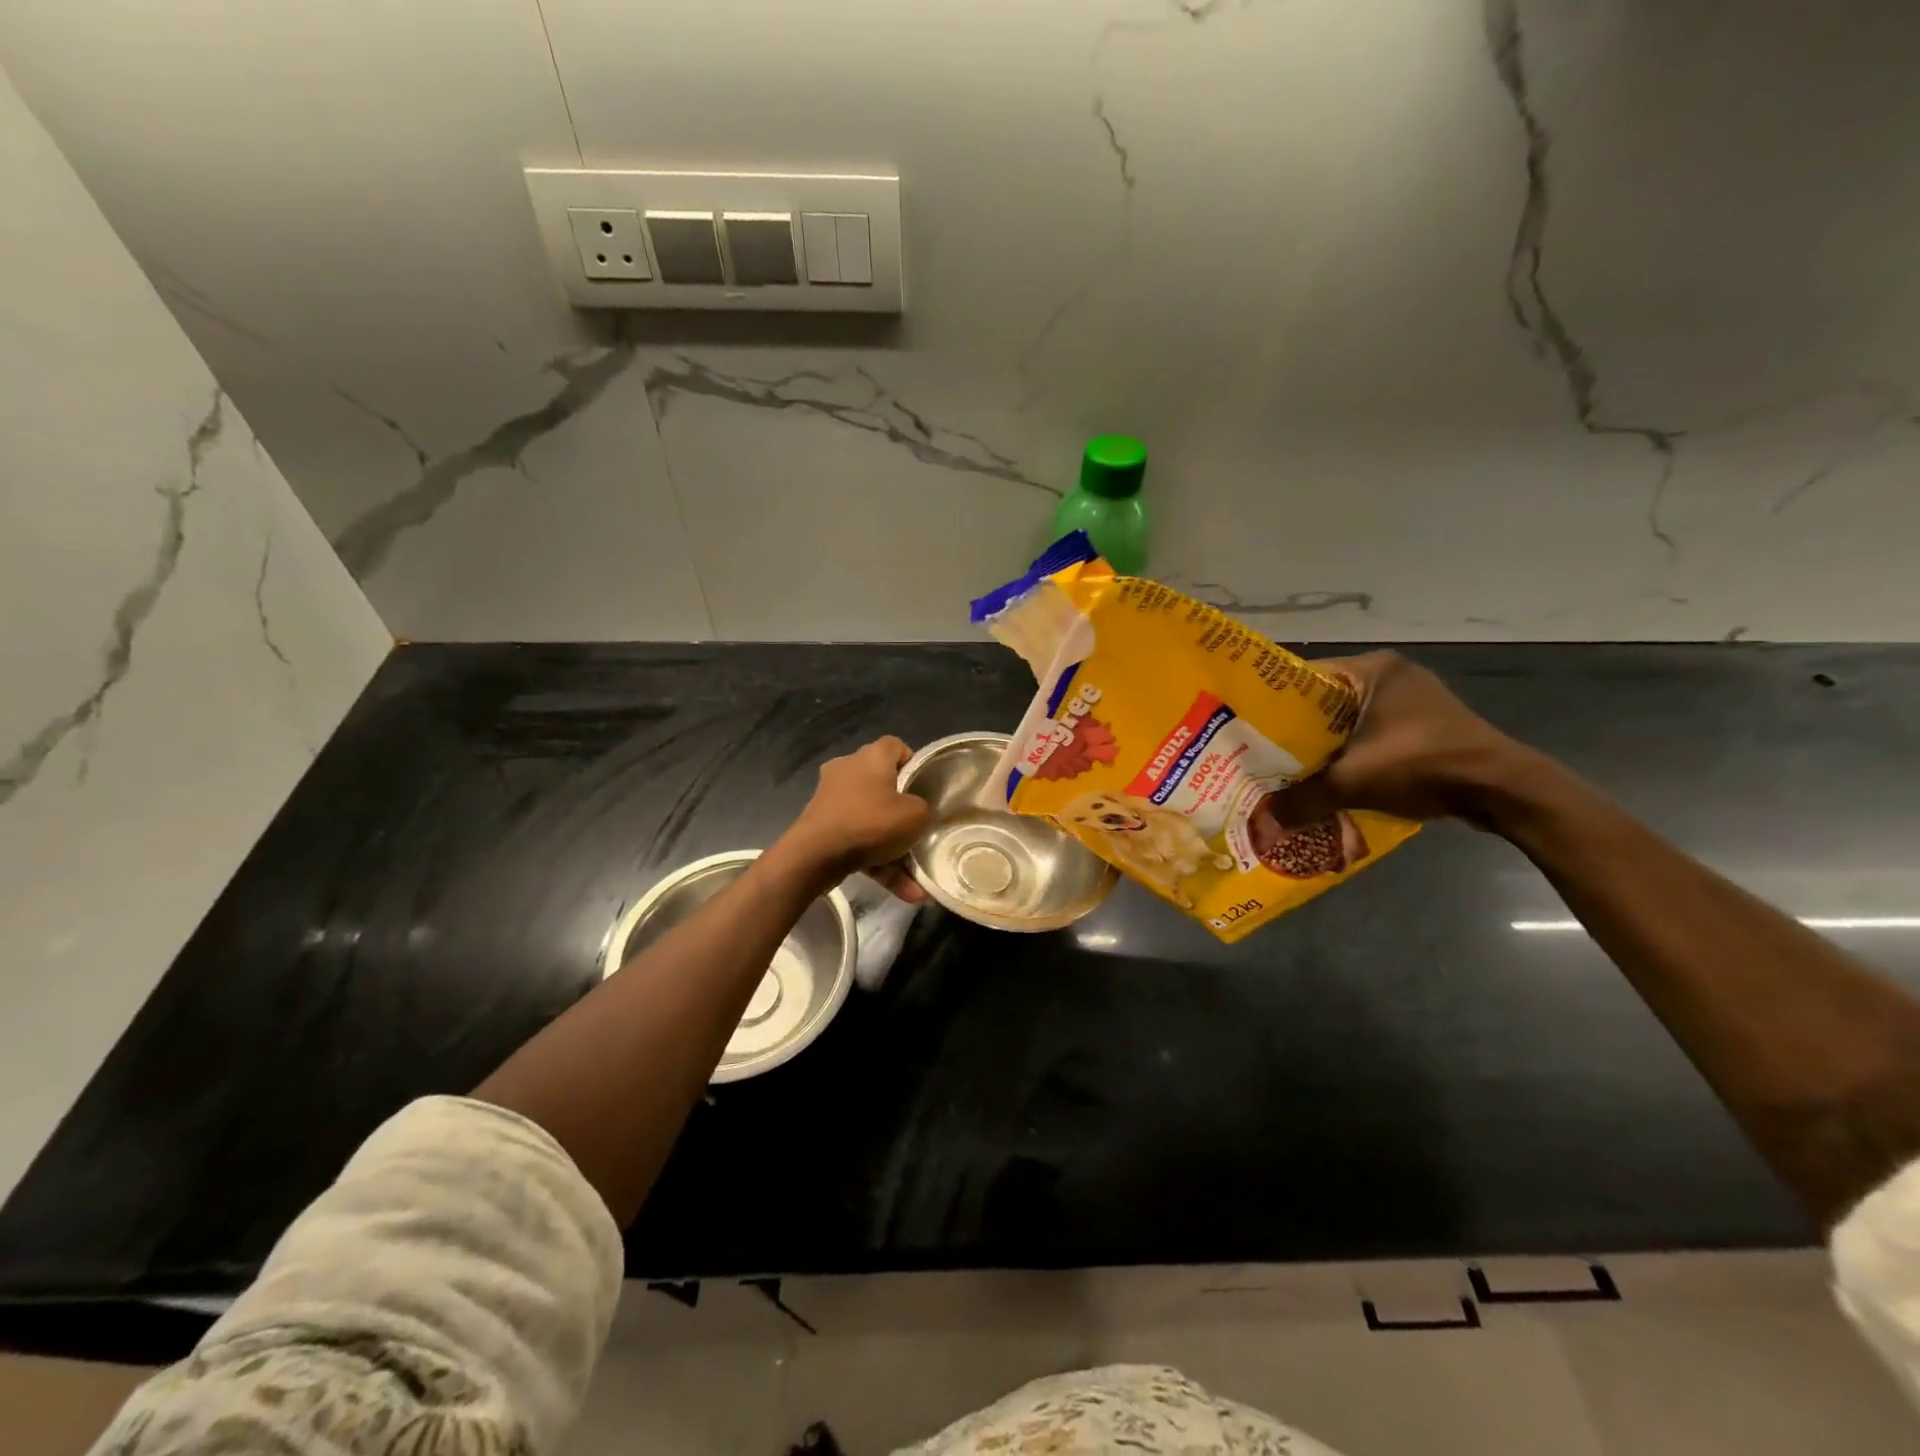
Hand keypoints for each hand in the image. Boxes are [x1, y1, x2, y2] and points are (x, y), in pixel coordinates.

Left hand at [781, 737, 931, 898]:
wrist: (815, 855)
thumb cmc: (871, 823)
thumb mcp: (916, 816)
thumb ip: (924, 810)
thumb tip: (917, 813)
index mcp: (871, 757)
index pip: (896, 747)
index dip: (913, 764)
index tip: (924, 788)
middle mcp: (848, 770)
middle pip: (883, 784)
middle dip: (902, 810)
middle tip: (919, 828)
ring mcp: (831, 799)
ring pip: (871, 819)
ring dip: (894, 848)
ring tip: (917, 878)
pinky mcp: (822, 826)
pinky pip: (858, 841)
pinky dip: (878, 863)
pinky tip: (905, 893)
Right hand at [1265, 651, 1534, 826]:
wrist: (1504, 790)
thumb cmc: (1424, 765)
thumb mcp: (1353, 781)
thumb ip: (1303, 799)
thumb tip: (1262, 823)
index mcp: (1372, 669)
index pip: (1302, 678)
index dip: (1270, 704)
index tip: (1243, 729)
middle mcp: (1389, 676)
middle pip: (1322, 702)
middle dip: (1293, 731)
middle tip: (1257, 754)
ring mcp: (1409, 701)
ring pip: (1345, 722)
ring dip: (1321, 746)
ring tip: (1284, 770)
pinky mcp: (1422, 726)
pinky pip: (1368, 735)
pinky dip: (1347, 755)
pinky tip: (1326, 779)